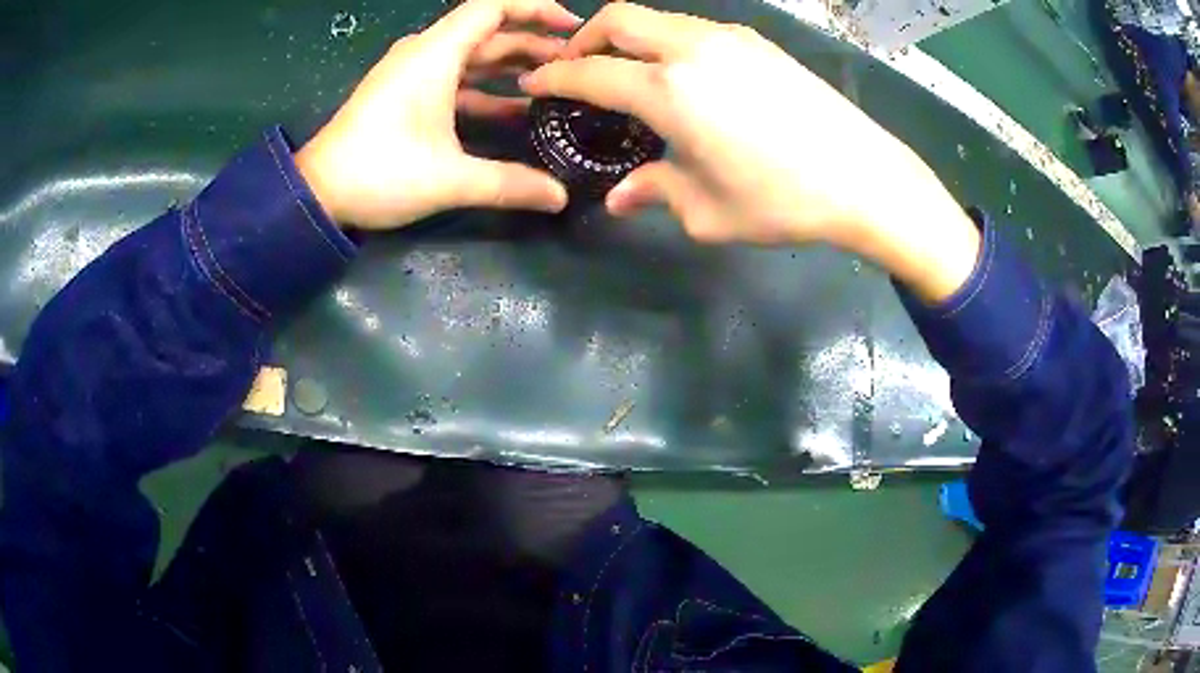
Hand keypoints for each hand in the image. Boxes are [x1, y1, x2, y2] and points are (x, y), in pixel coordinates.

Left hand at [295, 0, 580, 229]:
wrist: (317, 194)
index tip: (572, 28)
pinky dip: (485, 87)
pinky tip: (513, 108)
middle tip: (574, 64)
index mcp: (435, 54)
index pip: (494, 6)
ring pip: (472, 55)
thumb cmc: (378, 172)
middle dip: (533, 43)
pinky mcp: (404, 93)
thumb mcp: (448, 180)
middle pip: (488, 31)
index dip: (536, 9)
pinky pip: (454, 77)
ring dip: (511, 65)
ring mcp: (412, 72)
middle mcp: (424, 53)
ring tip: (552, 83)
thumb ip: (509, 184)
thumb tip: (560, 198)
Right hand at [521, 3, 979, 301]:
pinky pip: (694, 28)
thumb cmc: (783, 201)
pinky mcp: (759, 43)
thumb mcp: (706, 211)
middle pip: (619, 19)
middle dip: (585, 39)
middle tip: (577, 70)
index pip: (590, 72)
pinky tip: (679, 74)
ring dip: (629, 37)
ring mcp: (730, 39)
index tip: (535, 85)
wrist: (865, 178)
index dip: (555, 78)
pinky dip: (667, 41)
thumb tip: (620, 196)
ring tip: (627, 72)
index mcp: (670, 90)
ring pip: (658, 18)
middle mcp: (693, 49)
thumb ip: (654, 191)